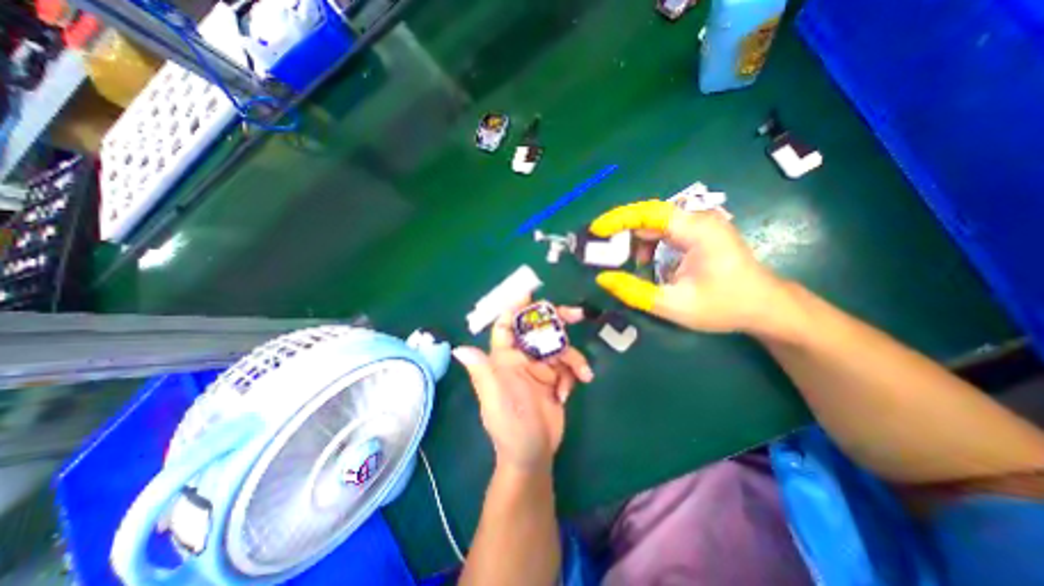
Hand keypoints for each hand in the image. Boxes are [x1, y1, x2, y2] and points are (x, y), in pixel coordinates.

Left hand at [452, 299, 590, 472]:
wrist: (533, 454)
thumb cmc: (510, 426)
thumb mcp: (495, 398)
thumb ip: (482, 372)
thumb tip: (459, 349)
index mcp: (505, 359)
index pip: (506, 326)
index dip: (515, 308)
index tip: (530, 293)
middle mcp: (523, 358)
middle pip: (539, 330)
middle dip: (557, 321)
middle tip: (576, 314)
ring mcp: (541, 368)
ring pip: (559, 348)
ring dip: (573, 358)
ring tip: (582, 374)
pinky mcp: (556, 379)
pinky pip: (568, 366)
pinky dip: (574, 375)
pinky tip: (569, 393)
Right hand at [590, 198, 787, 330]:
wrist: (765, 307)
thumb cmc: (724, 307)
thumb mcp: (674, 305)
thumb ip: (635, 292)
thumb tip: (603, 279)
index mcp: (697, 230)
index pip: (650, 213)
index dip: (619, 219)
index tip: (595, 231)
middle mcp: (698, 220)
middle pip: (650, 215)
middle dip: (622, 230)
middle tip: (601, 248)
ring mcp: (700, 225)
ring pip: (656, 223)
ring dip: (635, 239)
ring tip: (622, 261)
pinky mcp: (699, 233)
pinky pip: (665, 231)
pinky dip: (648, 244)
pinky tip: (644, 263)